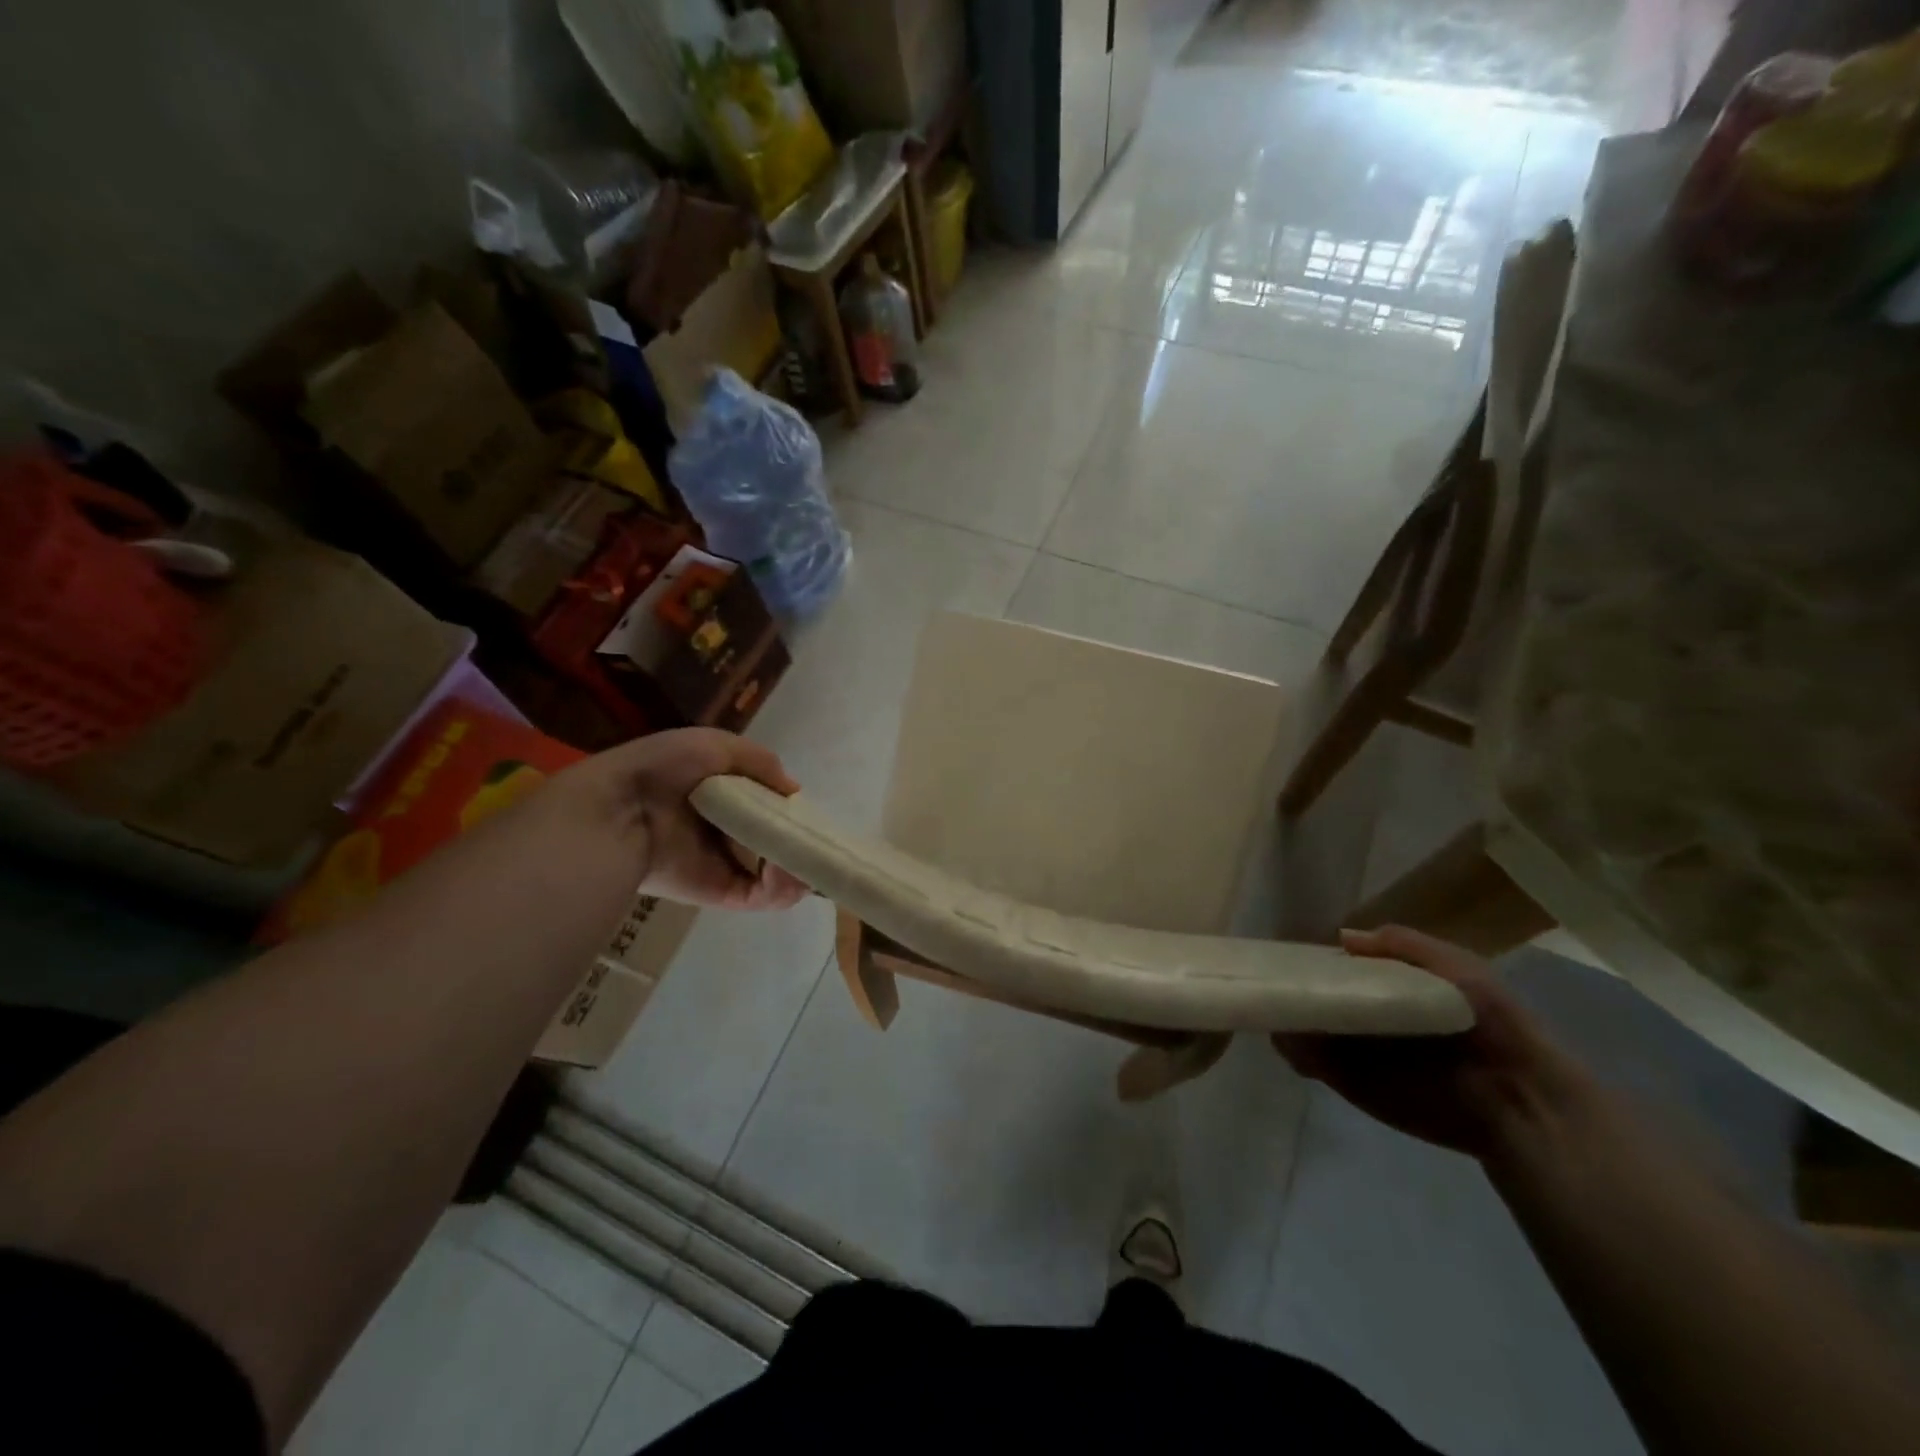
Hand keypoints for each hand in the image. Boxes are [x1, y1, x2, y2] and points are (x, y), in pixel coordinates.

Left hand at [556, 728, 809, 910]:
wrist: (618, 810)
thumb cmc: (664, 769)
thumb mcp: (715, 745)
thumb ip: (760, 762)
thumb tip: (793, 791)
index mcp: (723, 797)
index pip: (768, 808)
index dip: (791, 812)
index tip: (810, 814)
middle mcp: (727, 832)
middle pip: (777, 842)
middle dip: (802, 843)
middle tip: (816, 842)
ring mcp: (726, 865)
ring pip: (778, 873)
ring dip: (800, 867)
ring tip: (805, 859)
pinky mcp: (722, 893)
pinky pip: (763, 896)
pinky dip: (783, 888)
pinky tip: (787, 871)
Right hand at [1272, 926, 1579, 1159]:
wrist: (1519, 1101)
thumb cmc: (1493, 1026)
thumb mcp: (1459, 967)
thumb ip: (1403, 945)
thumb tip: (1342, 937)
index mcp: (1391, 987)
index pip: (1342, 967)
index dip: (1319, 958)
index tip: (1293, 949)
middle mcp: (1365, 1017)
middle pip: (1316, 994)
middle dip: (1293, 985)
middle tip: (1270, 977)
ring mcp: (1352, 1051)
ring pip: (1305, 1026)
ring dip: (1286, 1016)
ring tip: (1271, 1005)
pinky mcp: (1349, 1083)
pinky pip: (1310, 1062)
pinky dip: (1293, 1050)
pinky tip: (1285, 1036)